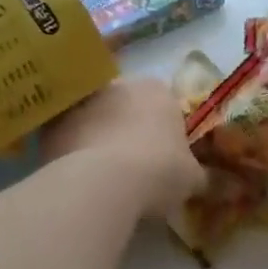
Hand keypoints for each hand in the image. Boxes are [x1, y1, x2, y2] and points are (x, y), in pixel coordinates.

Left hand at [42, 78, 205, 217]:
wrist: (101, 182)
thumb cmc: (158, 171)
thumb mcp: (192, 179)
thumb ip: (202, 176)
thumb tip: (216, 183)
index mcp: (157, 90)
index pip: (164, 104)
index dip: (165, 130)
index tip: (165, 157)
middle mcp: (118, 85)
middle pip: (125, 106)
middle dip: (127, 129)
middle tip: (133, 166)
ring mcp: (81, 102)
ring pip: (93, 119)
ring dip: (98, 138)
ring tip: (103, 177)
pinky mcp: (51, 124)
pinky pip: (67, 137)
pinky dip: (72, 152)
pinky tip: (80, 179)